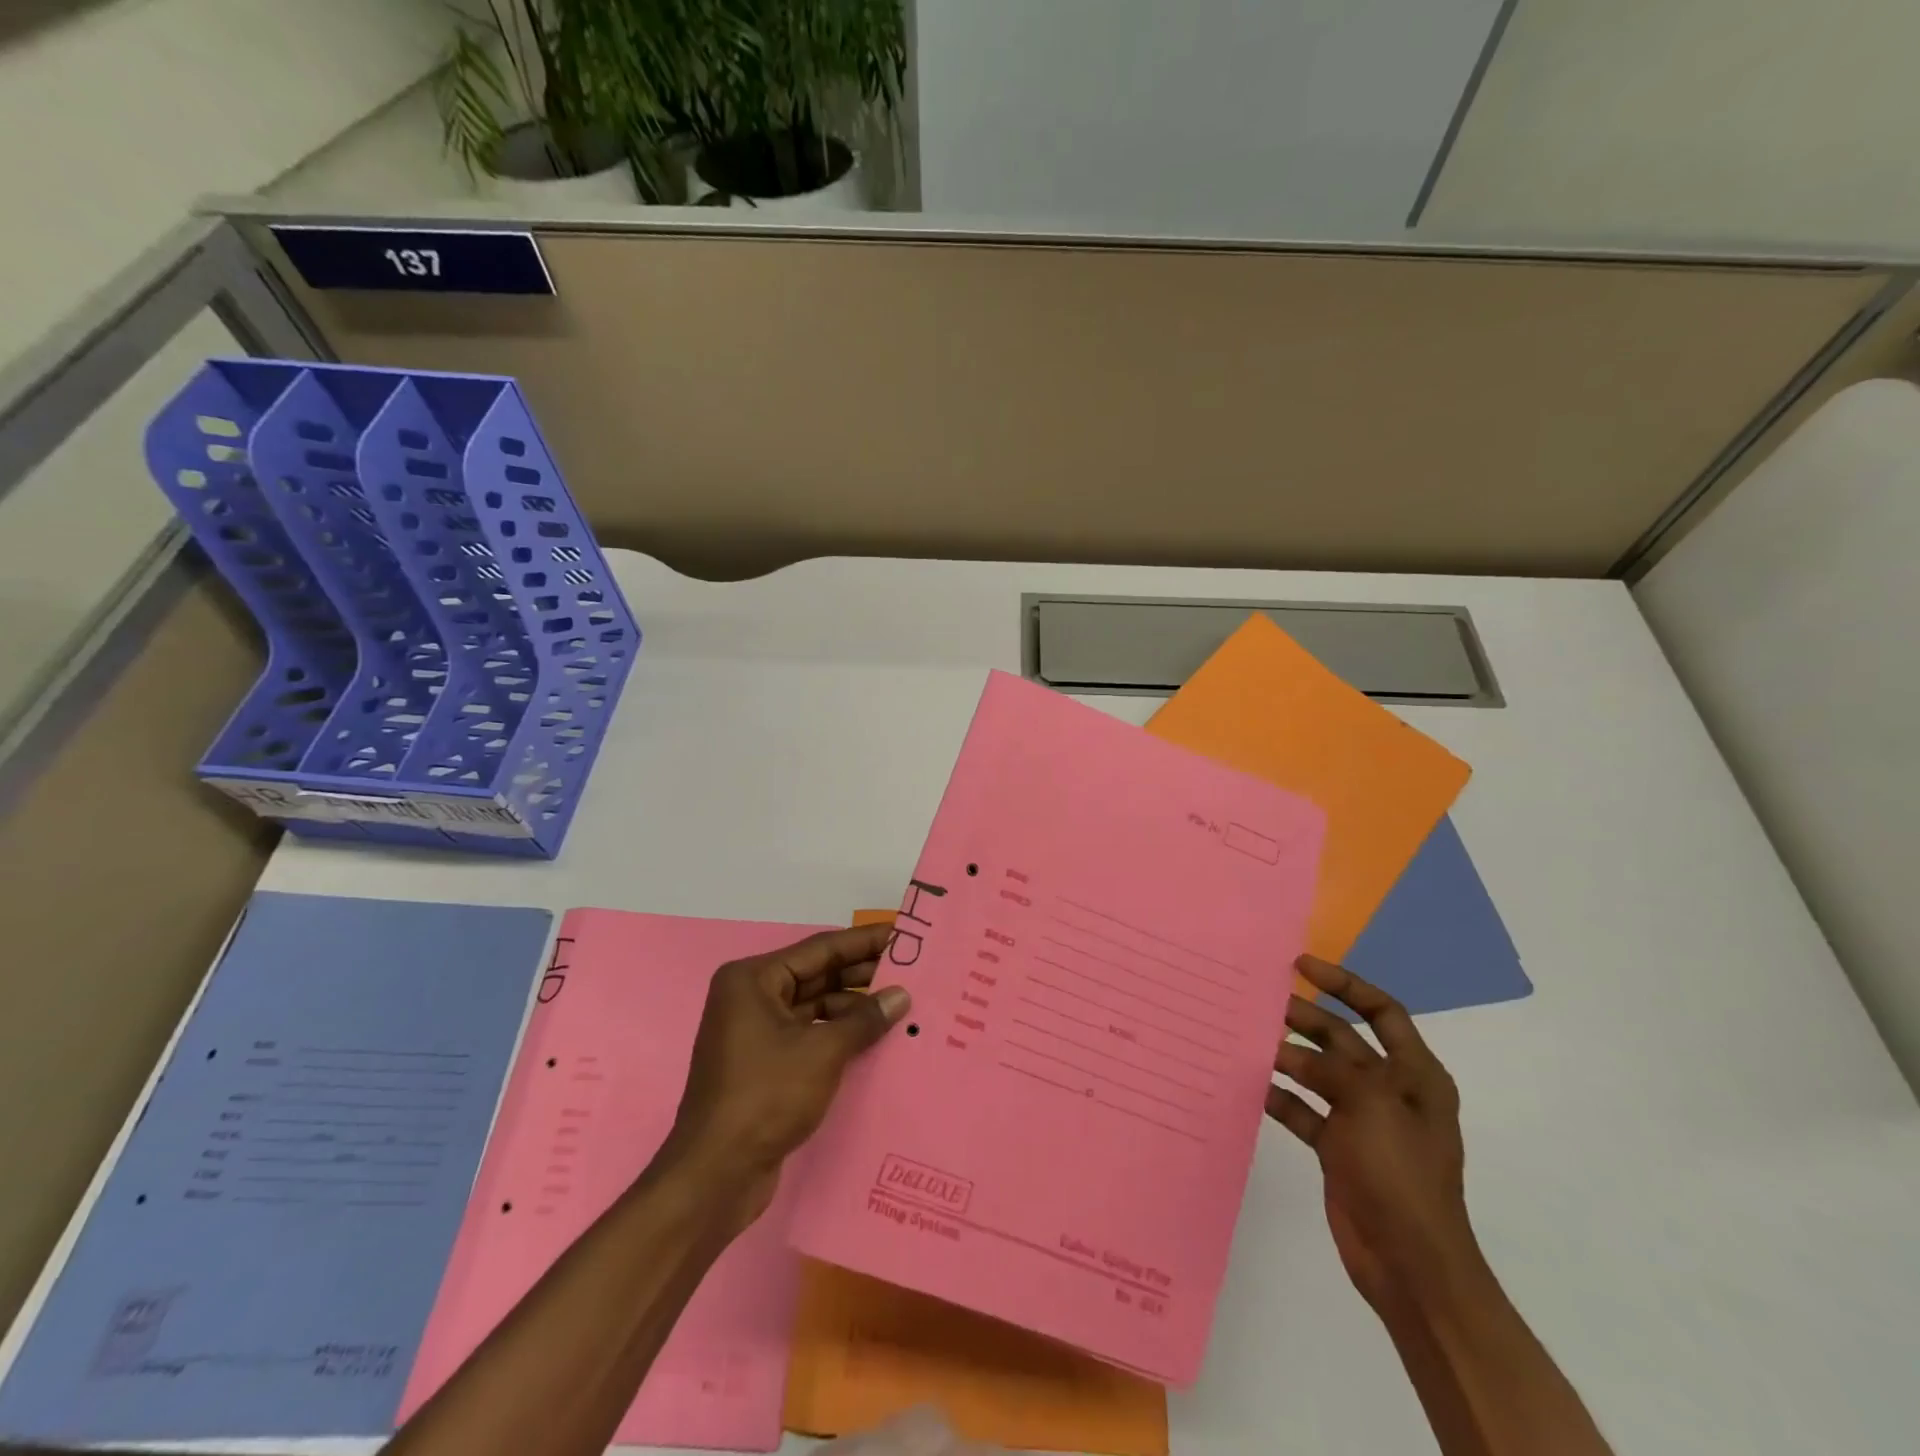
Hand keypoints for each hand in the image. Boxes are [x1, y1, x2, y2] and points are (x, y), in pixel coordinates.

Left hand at [665, 923, 910, 1221]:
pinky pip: (809, 1035)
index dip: (864, 941)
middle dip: (862, 974)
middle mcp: (751, 997)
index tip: (903, 935)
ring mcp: (755, 1032)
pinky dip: (839, 1034)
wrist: (716, 1175)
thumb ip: (864, 1019)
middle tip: (911, 970)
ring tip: (901, 1005)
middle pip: (817, 975)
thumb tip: (900, 996)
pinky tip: (875, 1039)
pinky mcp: (764, 1064)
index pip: (820, 949)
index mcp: (753, 980)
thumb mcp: (822, 1051)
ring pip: (815, 1006)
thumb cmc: (765, 1096)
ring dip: (854, 1008)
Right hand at [1267, 955, 1482, 1312]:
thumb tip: (1283, 1049)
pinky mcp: (1339, 1148)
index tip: (1302, 964)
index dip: (1345, 984)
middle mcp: (1390, 1091)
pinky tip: (1251, 1085)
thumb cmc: (1400, 1173)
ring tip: (1249, 1037)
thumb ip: (1329, 1067)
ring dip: (1287, 1055)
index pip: (1382, 1011)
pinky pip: (1303, 1109)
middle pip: (1343, 1039)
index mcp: (1415, 1075)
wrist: (1410, 1263)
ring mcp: (1363, 1121)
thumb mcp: (1370, 1105)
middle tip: (1261, 1001)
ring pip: (1319, 1072)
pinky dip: (1280, 1096)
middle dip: (1305, 1017)